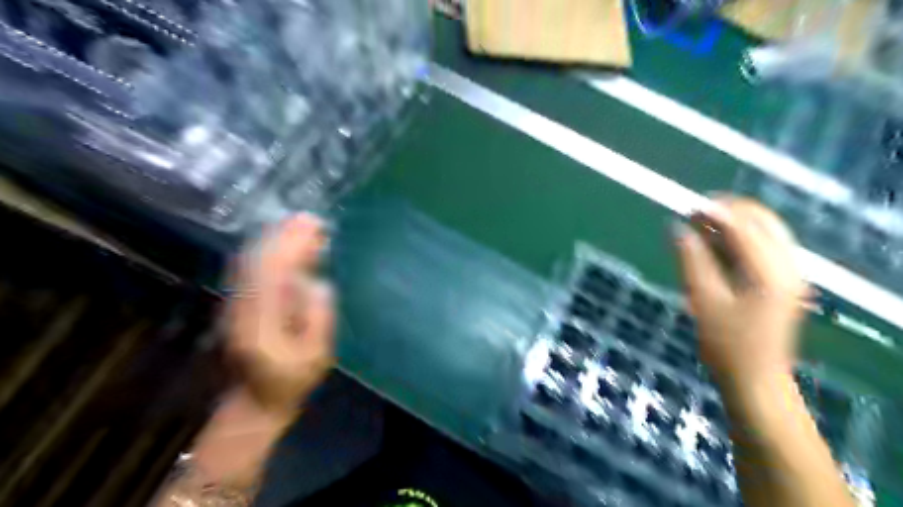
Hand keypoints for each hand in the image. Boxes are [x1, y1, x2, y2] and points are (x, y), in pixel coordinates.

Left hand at [230, 214, 333, 419]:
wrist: (254, 400)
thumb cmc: (291, 381)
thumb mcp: (316, 357)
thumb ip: (318, 319)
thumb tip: (320, 284)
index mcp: (261, 321)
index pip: (273, 272)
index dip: (292, 245)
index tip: (314, 226)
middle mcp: (242, 307)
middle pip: (259, 260)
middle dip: (284, 235)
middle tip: (311, 218)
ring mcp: (236, 304)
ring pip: (251, 261)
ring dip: (275, 239)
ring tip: (302, 225)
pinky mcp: (238, 303)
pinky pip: (251, 269)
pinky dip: (269, 251)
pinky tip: (285, 244)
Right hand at [673, 196, 806, 387]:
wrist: (755, 379)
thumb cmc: (726, 344)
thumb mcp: (703, 300)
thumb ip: (692, 259)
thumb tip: (677, 228)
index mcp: (771, 273)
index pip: (745, 226)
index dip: (715, 212)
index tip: (686, 206)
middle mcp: (788, 266)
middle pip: (763, 220)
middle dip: (728, 211)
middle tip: (693, 216)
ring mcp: (790, 273)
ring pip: (765, 230)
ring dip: (733, 223)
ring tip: (700, 228)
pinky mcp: (783, 280)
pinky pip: (764, 245)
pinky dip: (740, 238)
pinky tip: (716, 245)